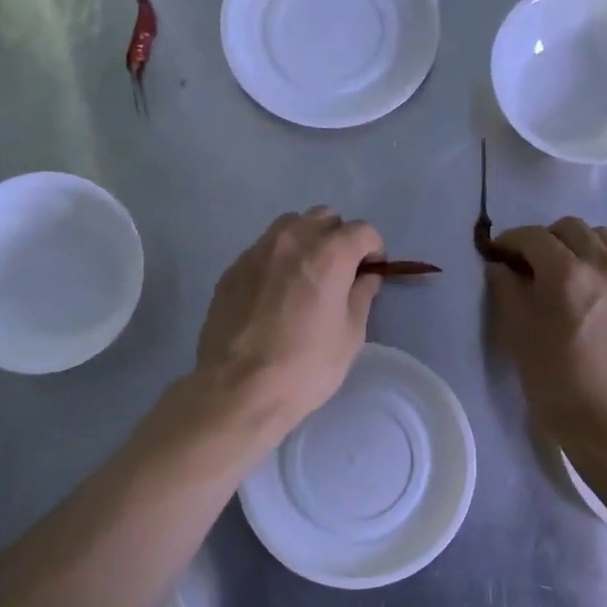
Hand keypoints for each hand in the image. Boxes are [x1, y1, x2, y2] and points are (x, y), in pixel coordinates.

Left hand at [195, 207, 384, 437]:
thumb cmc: (305, 367)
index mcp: (328, 255)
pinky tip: (275, 293)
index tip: (372, 271)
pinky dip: (277, 259)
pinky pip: (263, 249)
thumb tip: (366, 277)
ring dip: (306, 240)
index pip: (362, 230)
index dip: (374, 249)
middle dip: (339, 237)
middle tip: (341, 270)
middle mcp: (292, 241)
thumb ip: (361, 296)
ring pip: (289, 226)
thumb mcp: (350, 336)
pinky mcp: (232, 269)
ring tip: (306, 275)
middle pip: (324, 217)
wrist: (237, 389)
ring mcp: (257, 252)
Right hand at [487, 219, 606, 465]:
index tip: (497, 256)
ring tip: (566, 271)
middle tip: (528, 266)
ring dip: (578, 244)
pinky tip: (605, 277)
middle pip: (569, 227)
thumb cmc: (557, 385)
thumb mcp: (518, 337)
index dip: (509, 241)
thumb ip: (506, 292)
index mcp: (564, 273)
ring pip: (603, 236)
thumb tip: (500, 266)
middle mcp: (602, 264)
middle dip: (543, 240)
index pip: (532, 236)